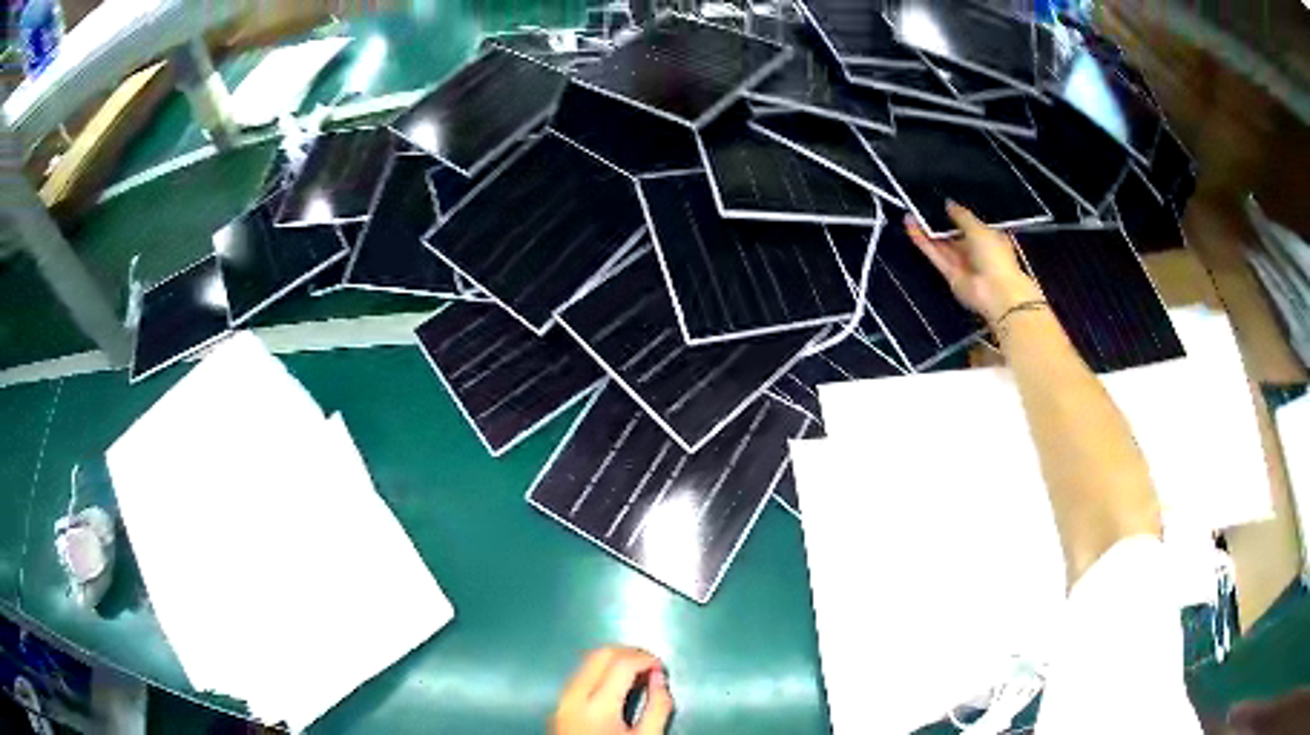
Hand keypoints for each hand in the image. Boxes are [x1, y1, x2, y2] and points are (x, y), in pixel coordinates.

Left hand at [552, 646, 673, 734]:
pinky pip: (580, 675)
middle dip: (629, 653)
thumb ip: (658, 707)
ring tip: (637, 674)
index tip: (662, 668)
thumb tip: (660, 678)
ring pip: (586, 661)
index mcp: (597, 705)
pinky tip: (616, 684)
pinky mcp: (558, 704)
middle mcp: (573, 695)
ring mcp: (561, 699)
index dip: (646, 659)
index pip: (621, 662)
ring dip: (613, 660)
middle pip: (599, 654)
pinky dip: (600, 671)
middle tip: (651, 666)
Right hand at [904, 202, 1042, 323]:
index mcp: (989, 238)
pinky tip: (912, 227)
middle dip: (938, 223)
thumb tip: (949, 204)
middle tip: (921, 208)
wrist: (997, 293)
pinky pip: (935, 255)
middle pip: (952, 235)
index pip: (969, 224)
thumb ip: (961, 215)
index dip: (955, 215)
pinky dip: (923, 242)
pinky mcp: (951, 275)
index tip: (941, 204)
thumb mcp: (979, 228)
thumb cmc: (997, 260)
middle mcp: (975, 252)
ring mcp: (962, 264)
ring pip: (940, 244)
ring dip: (925, 231)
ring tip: (911, 215)